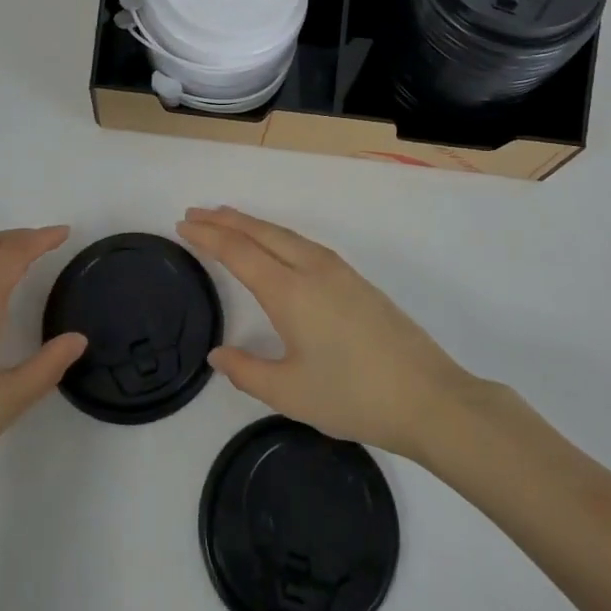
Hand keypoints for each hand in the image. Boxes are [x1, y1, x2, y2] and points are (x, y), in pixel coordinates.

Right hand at [177, 207, 473, 460]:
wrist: (427, 396)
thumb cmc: (352, 396)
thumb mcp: (289, 393)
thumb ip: (246, 371)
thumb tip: (217, 354)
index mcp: (289, 291)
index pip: (238, 251)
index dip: (208, 236)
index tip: (183, 225)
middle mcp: (310, 268)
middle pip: (260, 232)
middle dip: (225, 220)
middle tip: (195, 214)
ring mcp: (336, 270)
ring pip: (284, 234)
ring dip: (251, 223)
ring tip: (226, 220)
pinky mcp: (354, 279)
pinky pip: (302, 243)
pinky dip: (275, 235)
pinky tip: (273, 245)